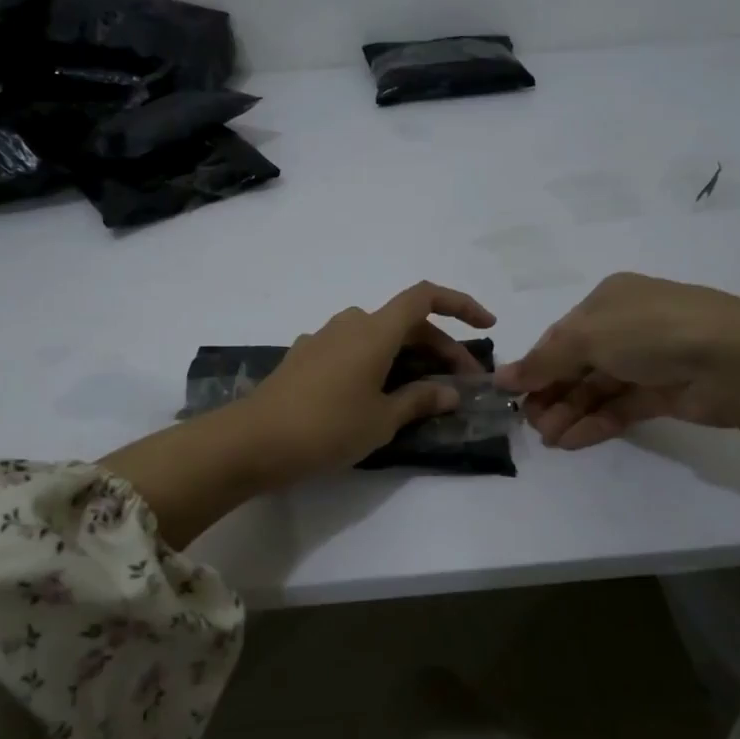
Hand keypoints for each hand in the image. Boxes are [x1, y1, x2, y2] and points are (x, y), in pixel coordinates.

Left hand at [240, 281, 496, 481]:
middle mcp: (349, 324)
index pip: (425, 297)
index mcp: (374, 330)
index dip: (461, 304)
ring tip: (423, 393)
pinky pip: (352, 350)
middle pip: (406, 323)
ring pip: (378, 337)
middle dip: (440, 349)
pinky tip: (377, 396)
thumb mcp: (382, 419)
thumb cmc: (327, 427)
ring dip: (408, 357)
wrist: (253, 440)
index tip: (486, 325)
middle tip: (461, 386)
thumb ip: (420, 400)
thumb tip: (451, 392)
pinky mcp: (304, 357)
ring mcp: (323, 338)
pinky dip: (376, 364)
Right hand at [495, 273, 739, 448]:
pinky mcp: (666, 393)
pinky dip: (595, 423)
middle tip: (530, 424)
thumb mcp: (586, 337)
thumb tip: (501, 378)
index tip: (510, 394)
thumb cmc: (650, 332)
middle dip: (551, 394)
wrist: (734, 360)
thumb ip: (543, 361)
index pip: (561, 335)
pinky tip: (571, 441)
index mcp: (608, 300)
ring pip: (598, 389)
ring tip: (548, 439)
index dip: (535, 365)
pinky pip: (620, 407)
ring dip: (570, 412)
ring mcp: (650, 360)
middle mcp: (628, 326)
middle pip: (577, 364)